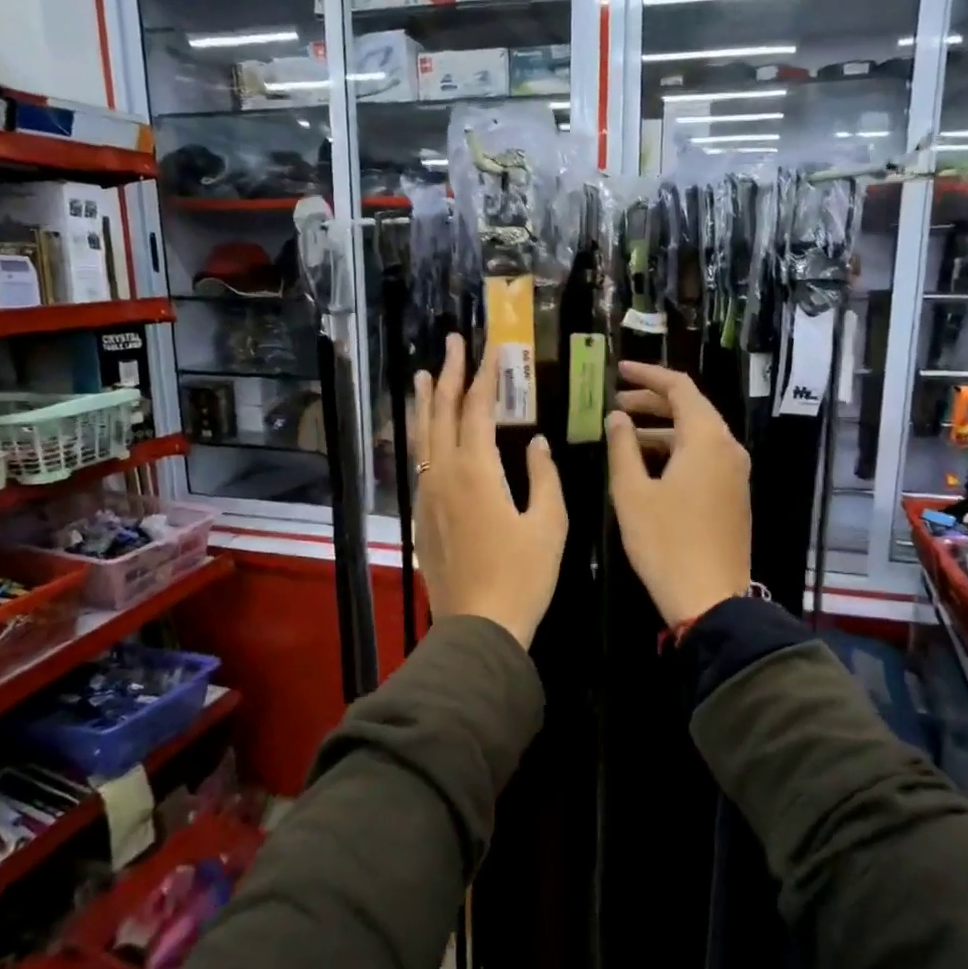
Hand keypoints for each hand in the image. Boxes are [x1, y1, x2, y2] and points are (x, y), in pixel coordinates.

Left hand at [413, 334, 566, 648]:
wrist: (479, 626)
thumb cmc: (523, 576)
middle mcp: (444, 475)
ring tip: (422, 374)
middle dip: (448, 374)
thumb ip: (543, 477)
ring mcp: (428, 496)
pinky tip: (425, 434)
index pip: (477, 409)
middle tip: (453, 343)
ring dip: (424, 402)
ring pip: (421, 437)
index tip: (491, 346)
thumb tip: (539, 443)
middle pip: (441, 413)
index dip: (485, 375)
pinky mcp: (422, 517)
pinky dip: (421, 437)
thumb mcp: (549, 524)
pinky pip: (418, 463)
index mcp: (477, 471)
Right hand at [607, 362, 750, 627]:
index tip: (619, 371)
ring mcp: (736, 473)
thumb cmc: (665, 542)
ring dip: (662, 428)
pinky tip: (649, 463)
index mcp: (706, 438)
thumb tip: (618, 417)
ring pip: (698, 434)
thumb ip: (622, 446)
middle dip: (652, 401)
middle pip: (691, 408)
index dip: (647, 375)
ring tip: (625, 434)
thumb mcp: (632, 492)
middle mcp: (728, 448)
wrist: (710, 598)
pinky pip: (705, 456)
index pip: (679, 387)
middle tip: (616, 403)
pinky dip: (677, 450)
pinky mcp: (734, 495)